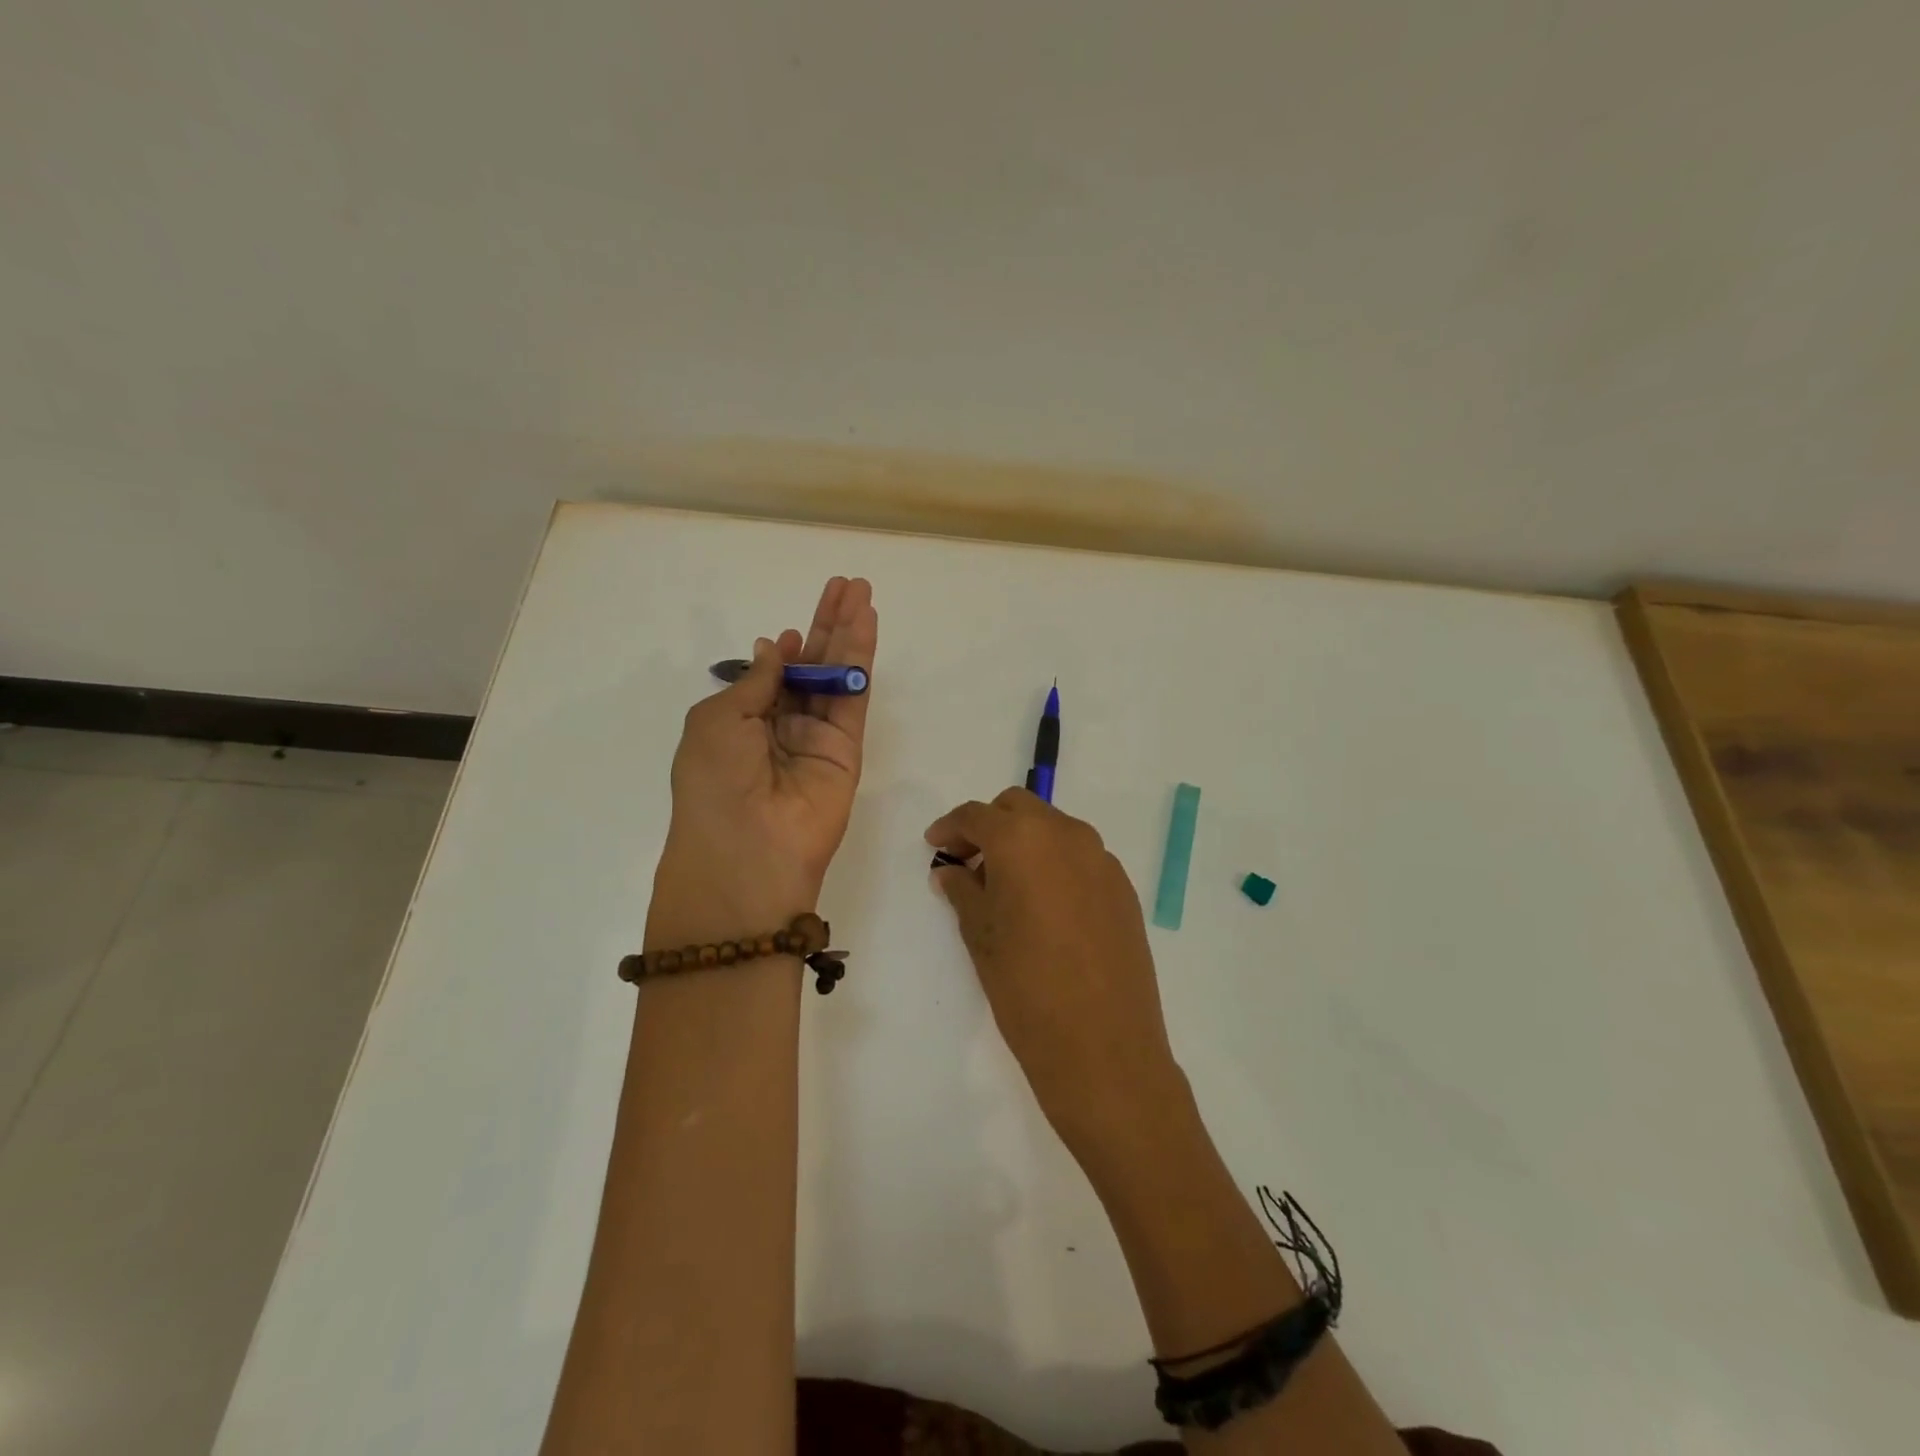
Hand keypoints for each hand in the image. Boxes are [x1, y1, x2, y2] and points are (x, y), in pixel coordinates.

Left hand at [649, 577, 877, 945]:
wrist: (747, 850)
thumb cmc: (715, 782)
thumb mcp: (717, 720)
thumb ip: (756, 681)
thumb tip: (777, 647)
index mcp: (742, 722)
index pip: (773, 676)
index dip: (786, 647)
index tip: (795, 628)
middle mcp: (782, 727)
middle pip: (810, 667)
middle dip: (825, 626)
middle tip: (845, 586)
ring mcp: (817, 737)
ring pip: (836, 675)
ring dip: (849, 633)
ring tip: (861, 591)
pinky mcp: (847, 748)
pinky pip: (854, 696)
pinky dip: (861, 660)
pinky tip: (866, 624)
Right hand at [925, 789, 1185, 1161]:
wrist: (1104, 1047)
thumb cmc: (1026, 989)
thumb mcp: (981, 937)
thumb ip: (963, 892)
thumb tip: (951, 870)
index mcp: (1023, 840)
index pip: (977, 815)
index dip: (950, 827)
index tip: (935, 845)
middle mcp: (1067, 835)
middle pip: (1019, 808)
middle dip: (989, 826)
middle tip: (968, 862)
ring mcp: (1101, 859)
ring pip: (1053, 828)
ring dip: (1025, 842)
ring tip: (1005, 886)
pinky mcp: (1123, 888)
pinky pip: (1080, 857)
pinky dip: (1055, 863)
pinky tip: (1045, 906)